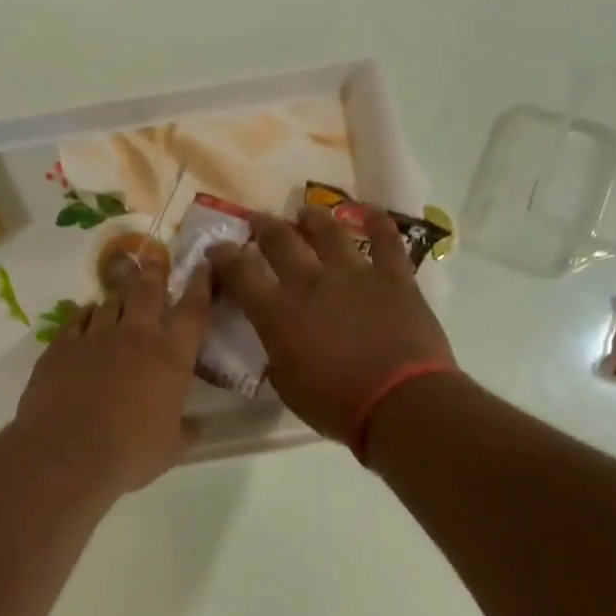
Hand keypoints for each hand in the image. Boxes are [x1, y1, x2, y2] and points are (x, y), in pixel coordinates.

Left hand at [16, 263, 211, 493]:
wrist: (67, 455)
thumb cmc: (130, 453)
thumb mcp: (171, 447)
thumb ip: (186, 430)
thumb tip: (197, 426)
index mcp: (171, 357)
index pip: (193, 310)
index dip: (201, 284)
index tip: (202, 264)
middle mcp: (135, 336)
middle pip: (148, 291)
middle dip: (155, 272)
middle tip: (156, 258)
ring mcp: (94, 337)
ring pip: (110, 302)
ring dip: (119, 296)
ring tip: (122, 294)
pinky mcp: (61, 347)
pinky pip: (77, 320)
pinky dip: (86, 314)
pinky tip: (87, 315)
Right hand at [207, 206, 453, 442]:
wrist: (398, 403)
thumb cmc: (335, 405)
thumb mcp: (287, 385)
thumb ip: (277, 353)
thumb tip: (277, 339)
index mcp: (277, 312)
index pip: (240, 273)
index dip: (224, 257)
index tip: (217, 249)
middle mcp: (310, 282)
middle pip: (280, 241)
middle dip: (264, 227)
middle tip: (257, 221)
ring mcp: (354, 274)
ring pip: (329, 231)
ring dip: (313, 218)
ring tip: (306, 212)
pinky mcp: (394, 277)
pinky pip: (386, 240)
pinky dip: (378, 221)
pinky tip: (371, 210)